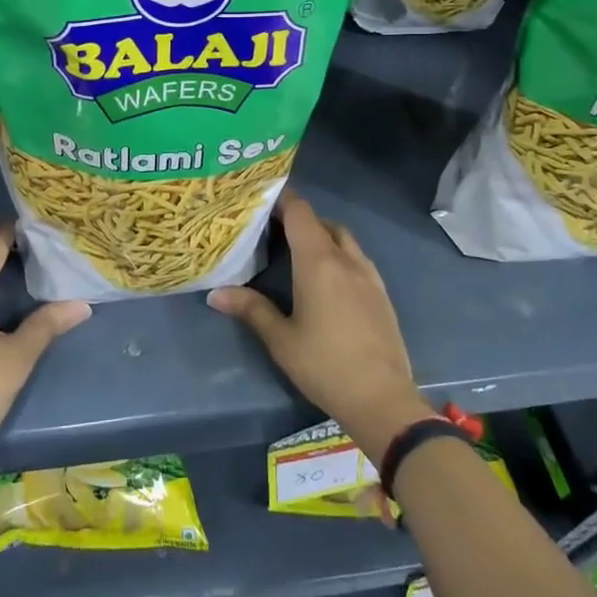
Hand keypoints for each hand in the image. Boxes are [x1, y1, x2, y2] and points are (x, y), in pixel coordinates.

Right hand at [207, 188, 432, 458]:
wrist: (382, 398)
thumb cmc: (324, 365)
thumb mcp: (281, 339)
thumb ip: (251, 309)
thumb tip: (215, 293)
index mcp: (319, 262)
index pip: (300, 212)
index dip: (282, 199)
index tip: (262, 198)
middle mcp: (346, 259)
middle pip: (322, 222)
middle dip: (299, 219)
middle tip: (273, 229)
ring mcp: (369, 275)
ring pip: (343, 239)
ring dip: (322, 235)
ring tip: (299, 251)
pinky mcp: (382, 293)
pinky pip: (357, 258)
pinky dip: (339, 254)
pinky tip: (328, 280)